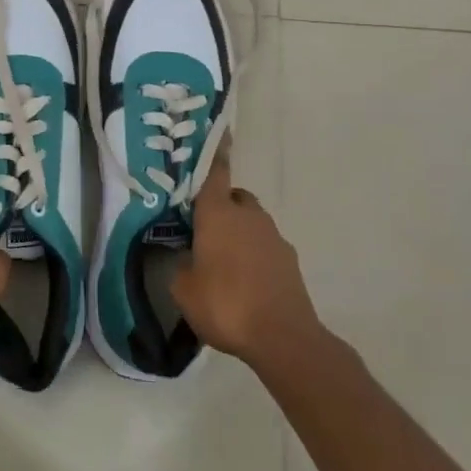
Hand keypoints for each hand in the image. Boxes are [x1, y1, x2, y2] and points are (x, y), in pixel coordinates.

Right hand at [172, 152, 319, 365]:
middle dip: (220, 206)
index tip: (218, 132)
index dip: (213, 153)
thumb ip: (181, 266)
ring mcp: (274, 237)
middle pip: (234, 197)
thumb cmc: (225, 304)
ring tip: (222, 261)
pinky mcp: (289, 261)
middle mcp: (248, 216)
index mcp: (218, 213)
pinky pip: (265, 247)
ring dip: (238, 232)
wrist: (283, 338)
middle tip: (202, 229)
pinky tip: (243, 282)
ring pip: (251, 222)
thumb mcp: (183, 289)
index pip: (214, 173)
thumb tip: (187, 260)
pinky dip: (254, 255)